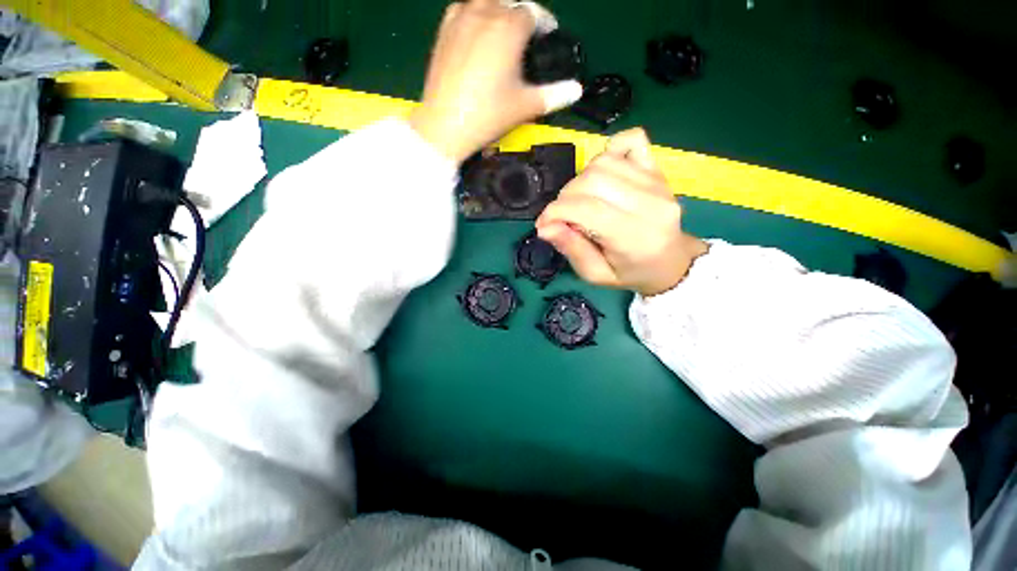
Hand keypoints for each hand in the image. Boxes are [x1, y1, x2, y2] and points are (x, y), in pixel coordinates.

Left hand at [409, 0, 582, 162]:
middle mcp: (485, 13)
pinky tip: (477, 31)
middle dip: (521, 15)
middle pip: (509, 2)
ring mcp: (461, 19)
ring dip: (498, 10)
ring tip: (503, 32)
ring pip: (485, 1)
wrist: (445, 125)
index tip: (548, 36)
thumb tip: (577, 90)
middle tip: (527, 37)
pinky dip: (474, 13)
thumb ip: (554, 96)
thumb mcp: (525, 107)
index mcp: (509, 28)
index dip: (544, 23)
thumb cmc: (488, 115)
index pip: (533, 12)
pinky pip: (462, 8)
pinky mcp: (444, 31)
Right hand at [535, 128, 708, 296]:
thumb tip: (545, 227)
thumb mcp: (596, 275)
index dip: (556, 212)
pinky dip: (609, 151)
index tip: (544, 224)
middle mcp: (650, 203)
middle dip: (565, 197)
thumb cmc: (630, 272)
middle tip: (564, 216)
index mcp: (634, 237)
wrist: (670, 262)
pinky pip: (631, 140)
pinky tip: (603, 173)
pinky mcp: (657, 169)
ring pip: (603, 161)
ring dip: (581, 179)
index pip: (586, 209)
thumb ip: (572, 250)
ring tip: (582, 200)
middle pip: (592, 180)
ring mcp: (657, 181)